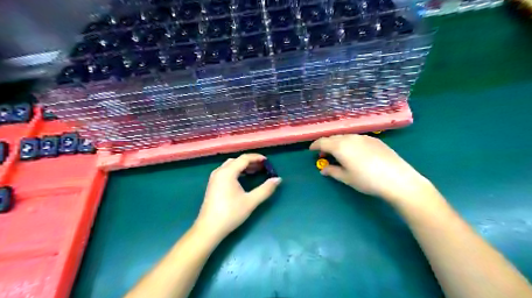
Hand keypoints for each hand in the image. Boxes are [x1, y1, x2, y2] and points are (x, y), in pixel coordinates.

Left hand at [194, 154, 279, 239]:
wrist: (209, 229)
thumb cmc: (230, 214)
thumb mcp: (251, 201)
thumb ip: (265, 189)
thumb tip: (278, 179)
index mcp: (227, 172)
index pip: (244, 158)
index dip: (257, 158)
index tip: (267, 161)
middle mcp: (219, 171)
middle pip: (237, 160)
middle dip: (250, 162)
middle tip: (263, 167)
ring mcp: (214, 178)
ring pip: (230, 165)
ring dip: (243, 166)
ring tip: (255, 172)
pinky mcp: (213, 185)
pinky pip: (226, 171)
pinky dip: (236, 171)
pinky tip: (243, 179)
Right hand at [310, 134, 433, 203]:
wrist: (397, 179)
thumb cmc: (367, 180)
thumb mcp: (346, 178)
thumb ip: (332, 171)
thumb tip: (323, 169)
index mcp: (340, 146)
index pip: (322, 142)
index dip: (315, 145)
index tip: (311, 150)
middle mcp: (350, 138)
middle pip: (333, 138)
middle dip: (326, 144)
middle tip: (324, 154)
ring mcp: (364, 137)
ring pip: (345, 136)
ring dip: (338, 143)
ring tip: (338, 154)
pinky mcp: (374, 140)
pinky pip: (356, 138)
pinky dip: (349, 143)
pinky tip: (354, 152)